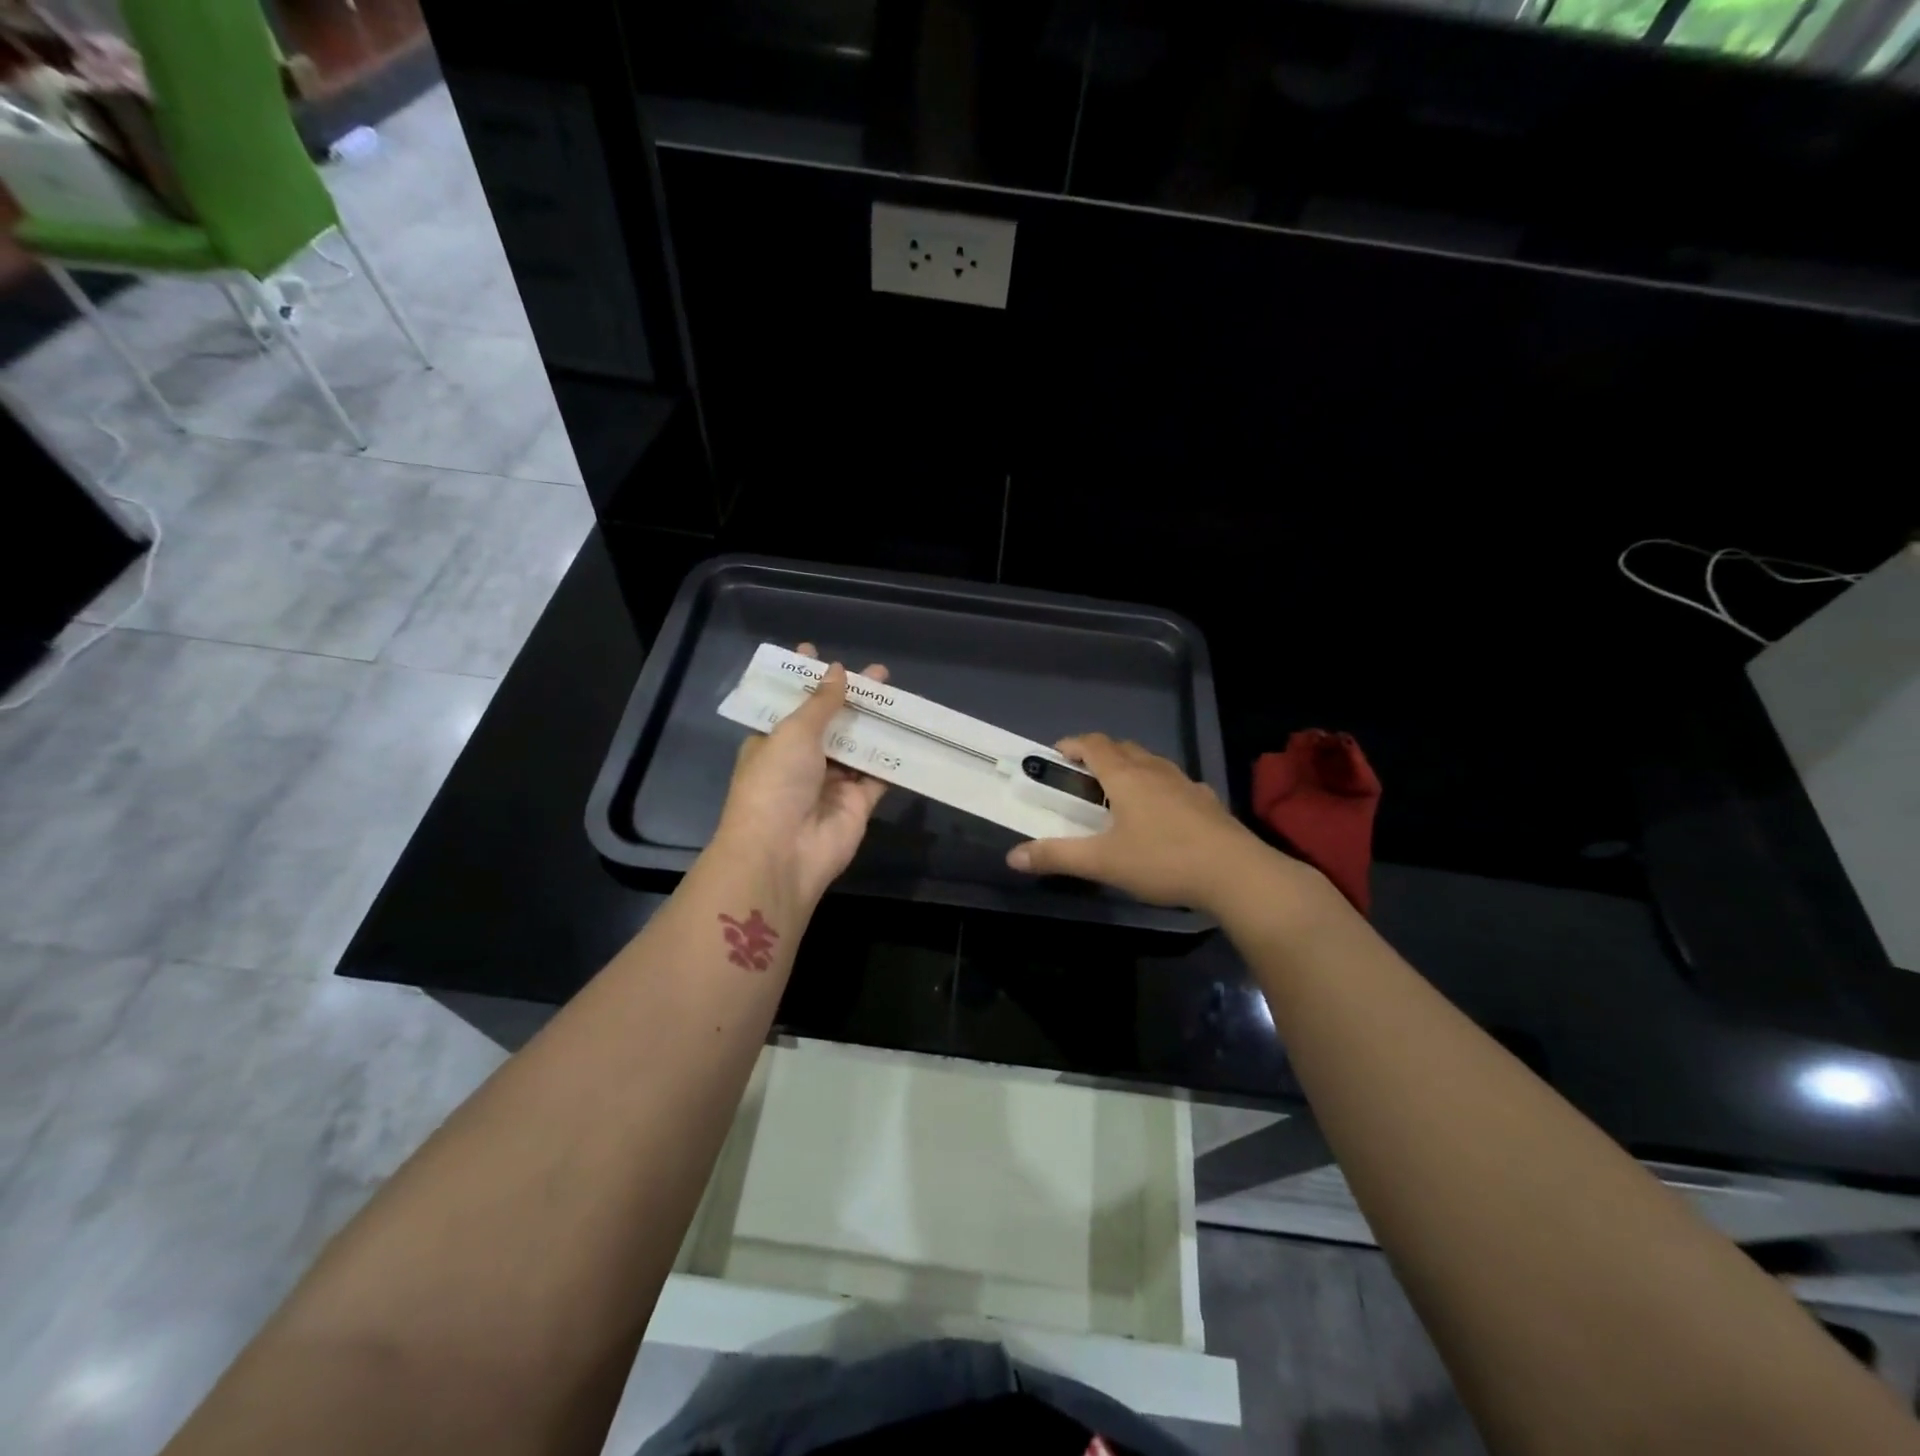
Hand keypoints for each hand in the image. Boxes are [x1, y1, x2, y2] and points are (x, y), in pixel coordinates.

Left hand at [712, 643, 888, 908]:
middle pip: (830, 722)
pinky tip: (912, 732)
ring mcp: (831, 783)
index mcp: (773, 742)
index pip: (789, 704)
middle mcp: (801, 760)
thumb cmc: (776, 783)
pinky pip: (879, 775)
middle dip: (850, 697)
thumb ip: (821, 702)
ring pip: (858, 746)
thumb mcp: (793, 732)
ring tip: (897, 695)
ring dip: (875, 722)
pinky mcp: (858, 804)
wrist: (783, 852)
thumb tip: (837, 670)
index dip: (803, 679)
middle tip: (878, 673)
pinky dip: (893, 757)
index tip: (815, 652)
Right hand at [1005, 733, 1271, 911]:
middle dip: (1099, 754)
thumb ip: (1057, 856)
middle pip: (1122, 748)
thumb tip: (1012, 856)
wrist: (1236, 874)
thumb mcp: (1102, 862)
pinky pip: (1175, 782)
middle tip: (1082, 777)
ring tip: (1118, 793)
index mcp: (1126, 777)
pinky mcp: (1207, 801)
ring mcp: (1185, 783)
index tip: (1056, 755)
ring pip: (1151, 762)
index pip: (1094, 744)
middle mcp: (1155, 771)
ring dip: (1130, 767)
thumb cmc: (1162, 861)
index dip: (1072, 744)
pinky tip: (1161, 813)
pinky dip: (1158, 787)